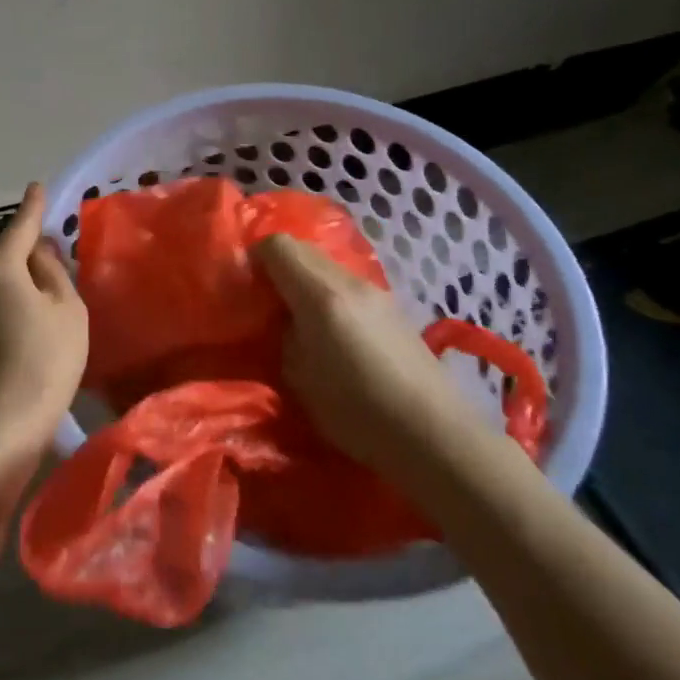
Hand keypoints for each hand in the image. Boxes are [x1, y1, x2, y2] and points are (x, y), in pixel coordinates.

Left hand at [0, 183, 88, 490]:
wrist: (3, 426)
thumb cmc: (46, 361)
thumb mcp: (67, 309)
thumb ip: (52, 271)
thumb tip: (38, 251)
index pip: (18, 227)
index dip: (32, 207)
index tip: (37, 188)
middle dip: (6, 245)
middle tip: (36, 257)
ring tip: (30, 292)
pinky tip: (15, 321)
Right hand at [253, 234, 483, 471]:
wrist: (434, 433)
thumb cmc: (358, 411)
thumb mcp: (299, 378)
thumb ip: (282, 336)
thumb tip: (278, 320)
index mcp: (320, 294)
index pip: (277, 245)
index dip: (254, 258)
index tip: (245, 287)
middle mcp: (349, 281)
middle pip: (302, 249)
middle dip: (278, 267)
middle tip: (266, 303)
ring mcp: (376, 291)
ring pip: (327, 265)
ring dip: (306, 281)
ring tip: (299, 319)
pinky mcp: (393, 307)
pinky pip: (348, 284)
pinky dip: (330, 294)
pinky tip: (333, 332)